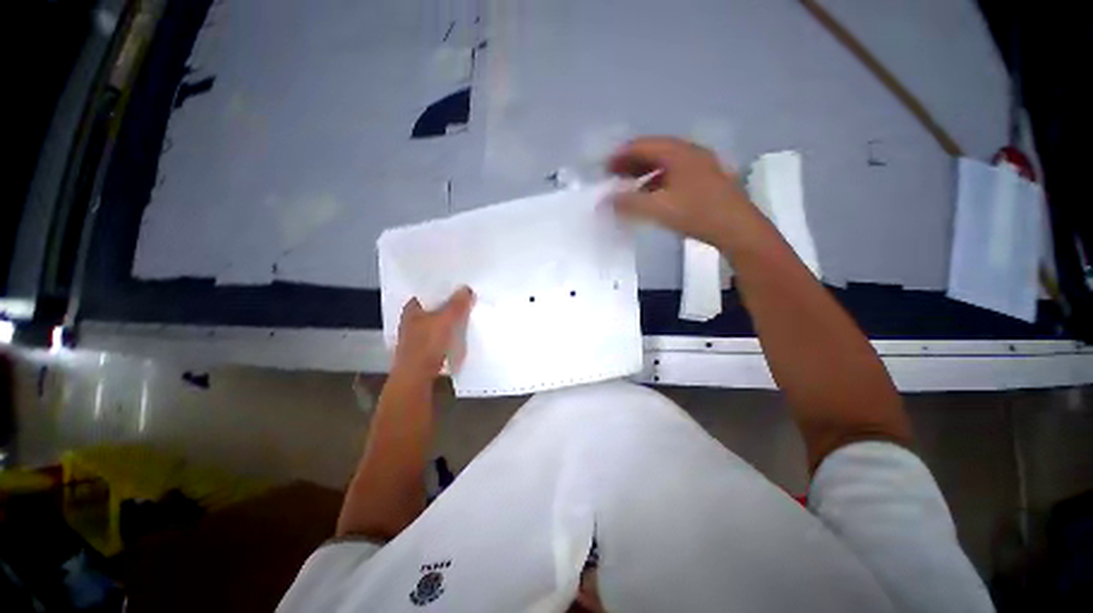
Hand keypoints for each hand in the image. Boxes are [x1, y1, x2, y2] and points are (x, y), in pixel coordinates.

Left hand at [392, 287, 474, 380]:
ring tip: (470, 314)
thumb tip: (466, 289)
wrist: (417, 378)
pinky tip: (463, 333)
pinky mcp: (426, 350)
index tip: (460, 286)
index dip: (444, 289)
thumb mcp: (446, 320)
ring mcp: (418, 337)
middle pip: (435, 308)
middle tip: (470, 298)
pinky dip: (452, 333)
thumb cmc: (427, 345)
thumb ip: (457, 304)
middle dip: (451, 304)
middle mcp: (412, 321)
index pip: (429, 292)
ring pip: (439, 322)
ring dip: (452, 320)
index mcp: (412, 309)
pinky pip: (442, 336)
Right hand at [608, 136, 763, 251]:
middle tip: (613, 177)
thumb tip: (605, 201)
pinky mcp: (705, 180)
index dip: (620, 155)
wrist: (737, 229)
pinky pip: (673, 174)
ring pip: (664, 164)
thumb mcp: (658, 208)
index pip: (642, 145)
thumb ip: (629, 203)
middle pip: (653, 152)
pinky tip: (650, 197)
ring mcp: (700, 165)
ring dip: (643, 173)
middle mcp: (689, 153)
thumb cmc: (697, 213)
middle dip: (630, 163)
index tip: (604, 168)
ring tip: (628, 188)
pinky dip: (656, 182)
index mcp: (678, 152)